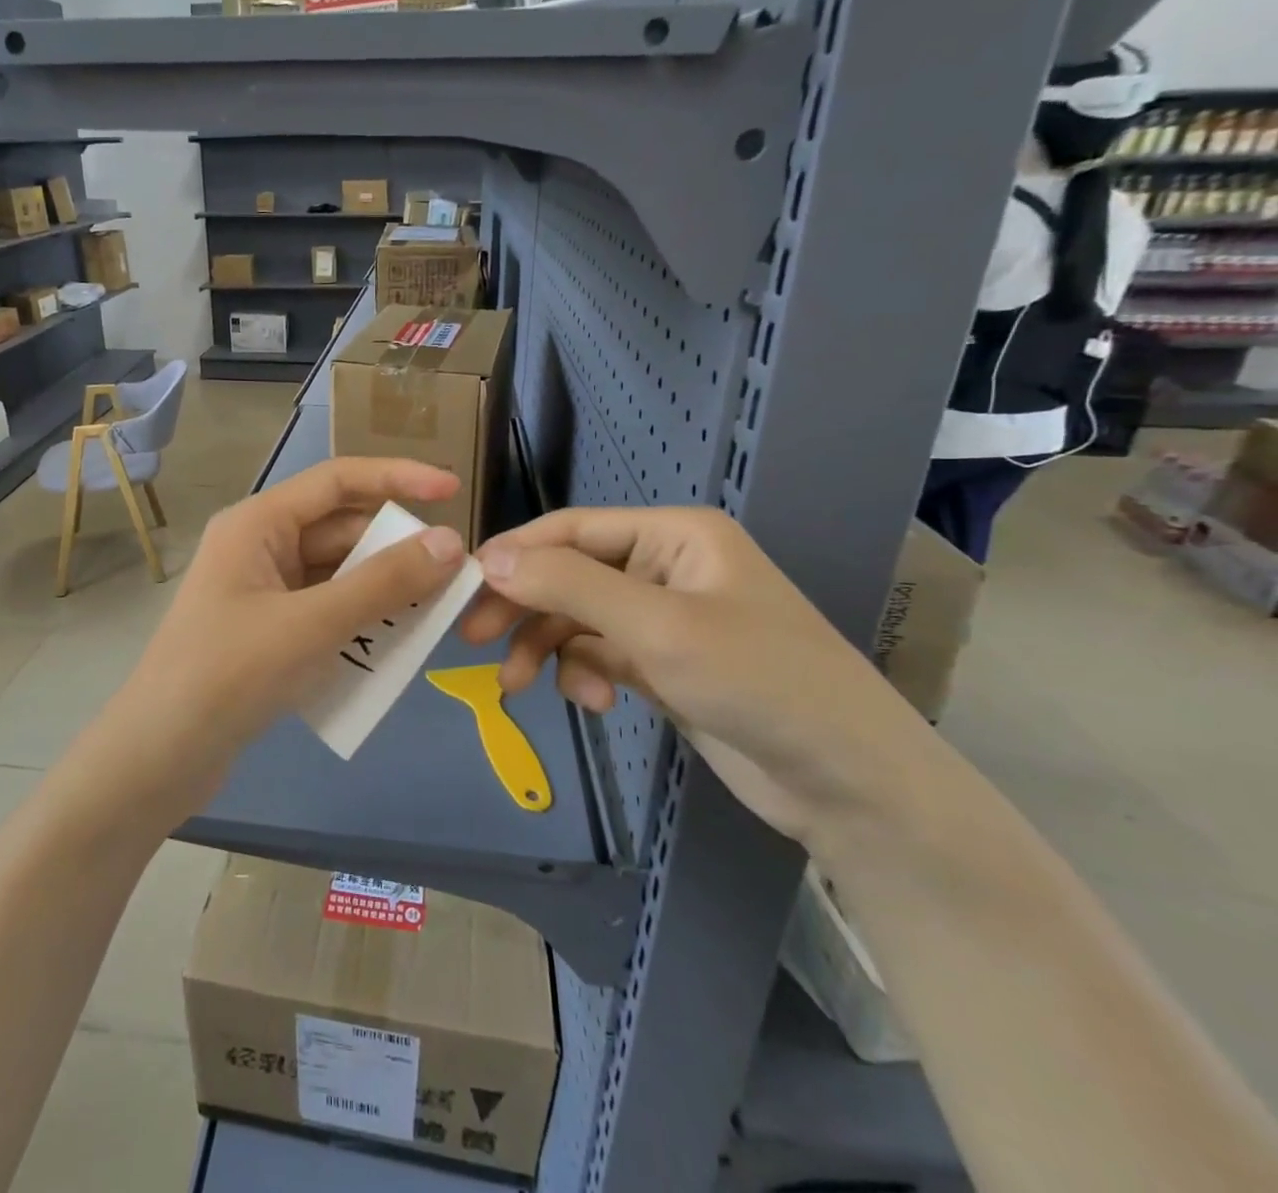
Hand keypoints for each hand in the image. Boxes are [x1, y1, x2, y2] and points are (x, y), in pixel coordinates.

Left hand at [112, 457, 466, 808]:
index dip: (397, 478)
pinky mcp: (268, 632)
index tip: (453, 489)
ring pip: (337, 574)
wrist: (159, 758)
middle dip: (396, 548)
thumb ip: (383, 582)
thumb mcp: (312, 625)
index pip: (338, 481)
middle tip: (453, 572)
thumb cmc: (229, 675)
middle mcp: (259, 547)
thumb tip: (450, 542)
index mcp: (258, 524)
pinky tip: (391, 645)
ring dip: (382, 589)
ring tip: (434, 611)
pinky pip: (326, 610)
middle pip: (341, 530)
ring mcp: (262, 591)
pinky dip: (359, 621)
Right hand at [461, 506, 928, 847]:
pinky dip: (585, 673)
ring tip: (518, 686)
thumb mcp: (656, 627)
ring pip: (579, 618)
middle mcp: (665, 566)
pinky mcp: (665, 664)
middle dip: (524, 606)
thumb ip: (569, 586)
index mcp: (673, 535)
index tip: (462, 586)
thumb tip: (490, 558)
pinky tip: (593, 702)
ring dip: (549, 648)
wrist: (851, 784)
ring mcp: (666, 618)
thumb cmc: (759, 682)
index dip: (515, 553)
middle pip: (569, 574)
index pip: (571, 530)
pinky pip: (601, 654)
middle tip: (472, 638)